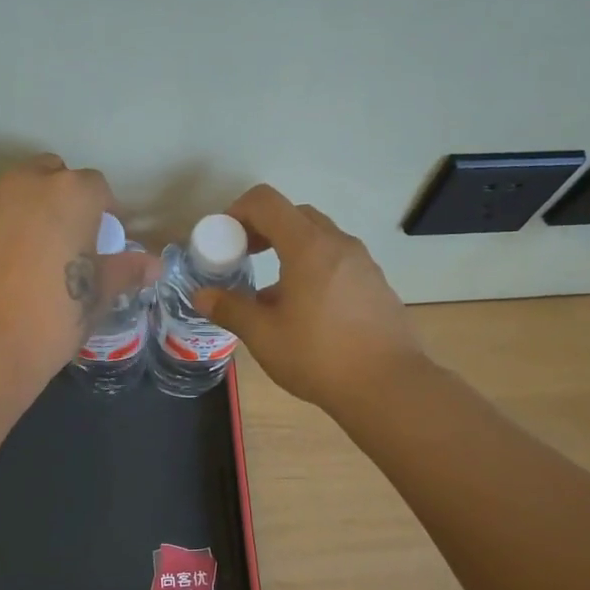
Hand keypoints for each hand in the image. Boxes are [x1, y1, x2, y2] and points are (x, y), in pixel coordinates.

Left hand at [0, 154, 156, 383]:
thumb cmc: (50, 319)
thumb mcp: (96, 297)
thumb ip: (124, 271)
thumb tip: (152, 264)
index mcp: (70, 194)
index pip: (97, 188)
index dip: (103, 213)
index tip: (102, 243)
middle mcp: (25, 182)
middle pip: (52, 176)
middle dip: (63, 200)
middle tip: (66, 244)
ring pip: (14, 191)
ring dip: (27, 210)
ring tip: (29, 255)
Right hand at [194, 185, 426, 412]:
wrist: (388, 387)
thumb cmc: (318, 356)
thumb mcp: (264, 335)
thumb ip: (230, 309)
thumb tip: (201, 295)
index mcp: (308, 246)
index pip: (266, 202)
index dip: (238, 212)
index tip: (225, 240)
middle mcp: (339, 244)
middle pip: (295, 214)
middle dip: (264, 229)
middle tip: (245, 257)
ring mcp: (363, 263)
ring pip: (320, 239)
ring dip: (290, 250)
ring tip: (272, 292)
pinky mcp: (376, 285)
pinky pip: (338, 262)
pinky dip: (314, 268)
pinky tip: (306, 311)